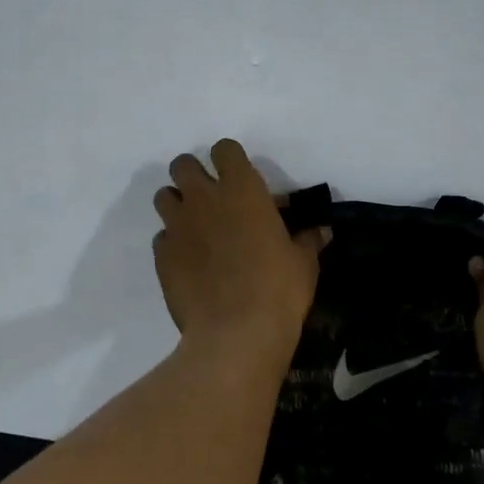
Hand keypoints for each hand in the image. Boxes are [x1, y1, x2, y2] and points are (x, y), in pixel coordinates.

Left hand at [152, 140, 329, 360]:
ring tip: (196, 228)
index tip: (240, 179)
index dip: (230, 160)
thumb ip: (307, 240)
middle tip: (212, 200)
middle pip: (183, 165)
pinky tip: (189, 264)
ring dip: (177, 206)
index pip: (224, 149)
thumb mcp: (303, 263)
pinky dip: (173, 244)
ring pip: (164, 197)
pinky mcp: (161, 256)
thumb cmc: (278, 290)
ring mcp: (177, 227)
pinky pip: (162, 238)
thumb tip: (321, 231)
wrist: (236, 333)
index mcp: (242, 189)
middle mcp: (203, 199)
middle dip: (194, 176)